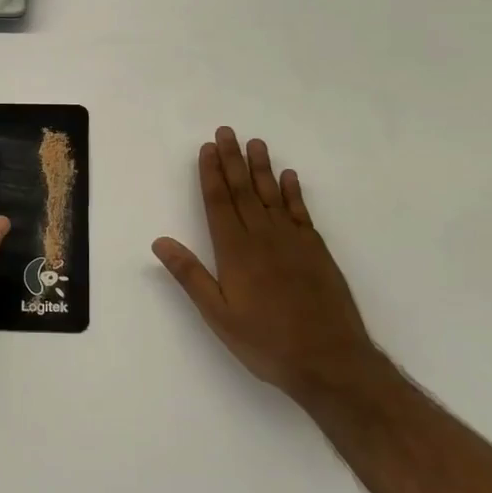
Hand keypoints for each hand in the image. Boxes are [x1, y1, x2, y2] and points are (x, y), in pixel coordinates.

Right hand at [152, 127, 383, 400]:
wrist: (331, 361)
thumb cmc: (267, 341)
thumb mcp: (218, 315)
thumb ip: (190, 275)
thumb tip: (160, 241)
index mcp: (236, 251)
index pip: (219, 202)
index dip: (211, 173)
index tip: (207, 148)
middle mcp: (263, 237)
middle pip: (243, 190)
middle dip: (232, 160)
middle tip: (226, 131)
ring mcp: (293, 241)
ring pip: (272, 195)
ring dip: (262, 167)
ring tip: (255, 142)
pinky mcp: (317, 251)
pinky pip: (301, 212)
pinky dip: (294, 192)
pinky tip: (289, 177)